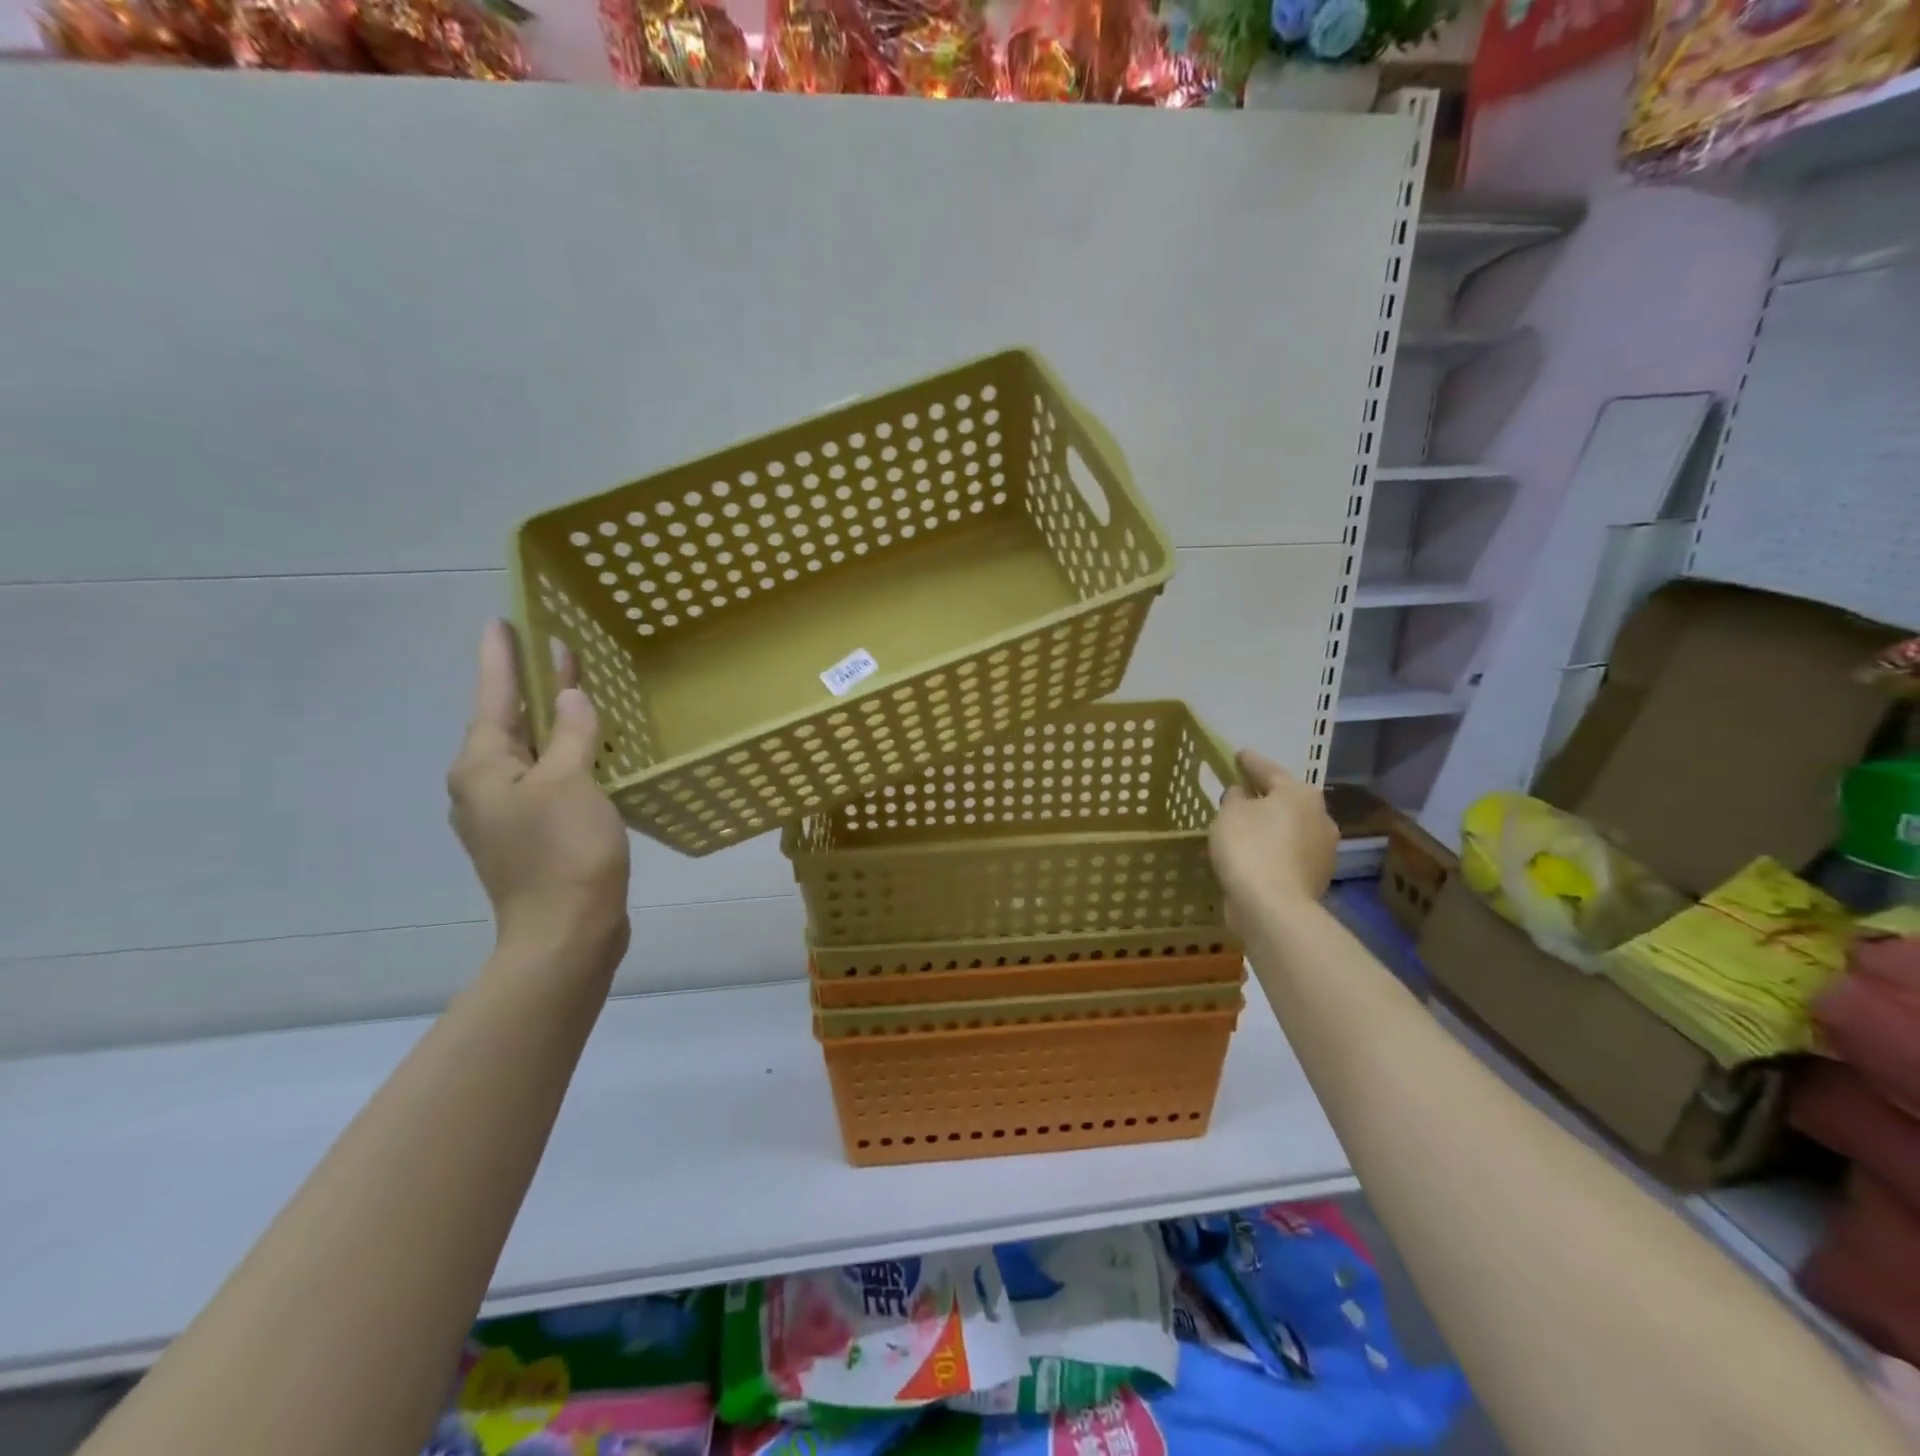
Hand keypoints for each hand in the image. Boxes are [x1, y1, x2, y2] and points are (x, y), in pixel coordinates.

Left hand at [448, 621, 631, 965]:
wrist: (567, 933)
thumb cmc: (564, 851)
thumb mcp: (570, 781)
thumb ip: (571, 733)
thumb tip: (570, 697)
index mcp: (483, 767)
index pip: (493, 696)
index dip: (501, 657)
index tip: (502, 620)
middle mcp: (484, 786)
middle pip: (510, 722)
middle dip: (531, 686)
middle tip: (554, 648)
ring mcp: (508, 814)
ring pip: (531, 752)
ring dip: (553, 722)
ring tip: (578, 692)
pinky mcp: (534, 835)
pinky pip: (548, 779)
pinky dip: (566, 756)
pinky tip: (591, 750)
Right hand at [1209, 749, 1337, 927]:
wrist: (1273, 906)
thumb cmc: (1249, 847)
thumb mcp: (1230, 813)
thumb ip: (1235, 797)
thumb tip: (1243, 794)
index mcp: (1300, 794)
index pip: (1268, 770)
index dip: (1249, 762)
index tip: (1238, 755)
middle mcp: (1320, 817)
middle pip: (1286, 800)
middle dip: (1265, 797)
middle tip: (1241, 794)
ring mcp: (1323, 850)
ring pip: (1290, 829)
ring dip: (1271, 827)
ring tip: (1245, 829)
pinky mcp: (1316, 877)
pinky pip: (1288, 854)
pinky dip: (1273, 851)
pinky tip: (1255, 856)